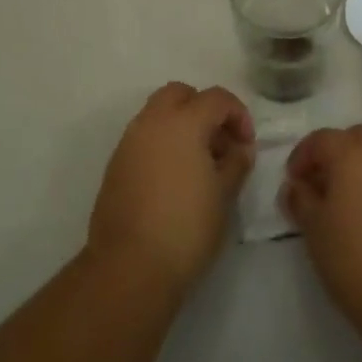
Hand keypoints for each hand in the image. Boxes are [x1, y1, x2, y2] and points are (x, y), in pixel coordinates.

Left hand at [87, 82, 255, 297]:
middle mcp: (152, 121)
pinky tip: (174, 178)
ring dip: (181, 125)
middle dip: (204, 109)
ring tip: (199, 163)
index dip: (238, 115)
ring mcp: (129, 142)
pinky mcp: (115, 165)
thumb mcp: (224, 195)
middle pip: (181, 94)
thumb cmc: (186, 227)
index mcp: (183, 121)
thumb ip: (236, 163)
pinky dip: (162, 143)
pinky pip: (143, 138)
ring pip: (158, 113)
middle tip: (219, 142)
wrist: (129, 267)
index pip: (217, 98)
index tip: (246, 144)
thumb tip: (239, 149)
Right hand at [283, 120, 361, 332]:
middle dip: (342, 155)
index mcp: (351, 152)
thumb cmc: (358, 265)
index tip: (297, 181)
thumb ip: (302, 201)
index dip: (304, 158)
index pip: (321, 140)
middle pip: (359, 136)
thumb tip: (296, 186)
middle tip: (334, 188)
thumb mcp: (316, 234)